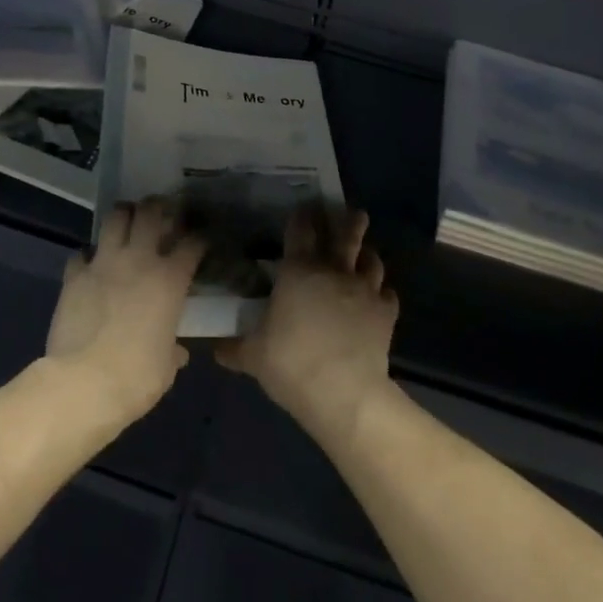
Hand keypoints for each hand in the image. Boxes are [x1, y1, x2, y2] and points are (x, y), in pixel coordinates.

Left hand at [44, 198, 203, 429]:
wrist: (84, 383)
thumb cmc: (137, 377)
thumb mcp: (166, 366)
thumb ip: (173, 350)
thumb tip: (176, 350)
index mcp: (170, 280)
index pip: (192, 244)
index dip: (199, 238)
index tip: (200, 241)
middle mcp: (139, 260)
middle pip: (150, 212)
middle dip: (157, 207)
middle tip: (159, 213)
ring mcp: (104, 263)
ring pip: (114, 218)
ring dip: (122, 216)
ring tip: (125, 223)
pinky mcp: (74, 275)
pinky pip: (81, 253)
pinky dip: (87, 256)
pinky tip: (90, 266)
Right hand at [217, 207, 397, 446]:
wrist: (345, 393)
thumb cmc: (292, 364)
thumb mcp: (253, 356)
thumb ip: (234, 347)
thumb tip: (215, 347)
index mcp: (298, 271)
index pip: (300, 230)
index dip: (302, 216)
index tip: (304, 208)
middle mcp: (333, 271)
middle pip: (345, 235)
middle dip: (349, 221)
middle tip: (353, 212)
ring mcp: (364, 290)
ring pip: (371, 261)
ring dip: (367, 254)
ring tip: (366, 253)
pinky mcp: (386, 314)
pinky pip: (387, 294)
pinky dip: (382, 292)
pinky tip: (379, 297)